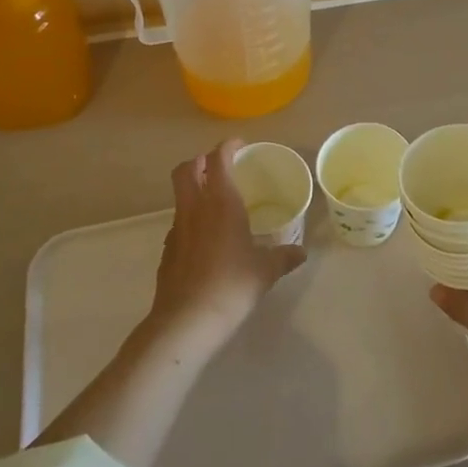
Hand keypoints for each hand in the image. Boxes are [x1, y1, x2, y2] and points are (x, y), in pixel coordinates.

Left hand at [147, 138, 306, 350]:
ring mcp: (176, 228)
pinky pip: (179, 222)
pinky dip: (191, 219)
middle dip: (200, 161)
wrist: (187, 320)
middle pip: (186, 169)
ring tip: (216, 203)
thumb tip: (301, 252)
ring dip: (194, 189)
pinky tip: (207, 239)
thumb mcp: (266, 270)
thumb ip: (284, 257)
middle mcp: (195, 208)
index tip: (240, 145)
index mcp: (221, 202)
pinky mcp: (167, 250)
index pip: (217, 158)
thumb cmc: (232, 285)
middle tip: (221, 167)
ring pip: (180, 195)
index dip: (227, 146)